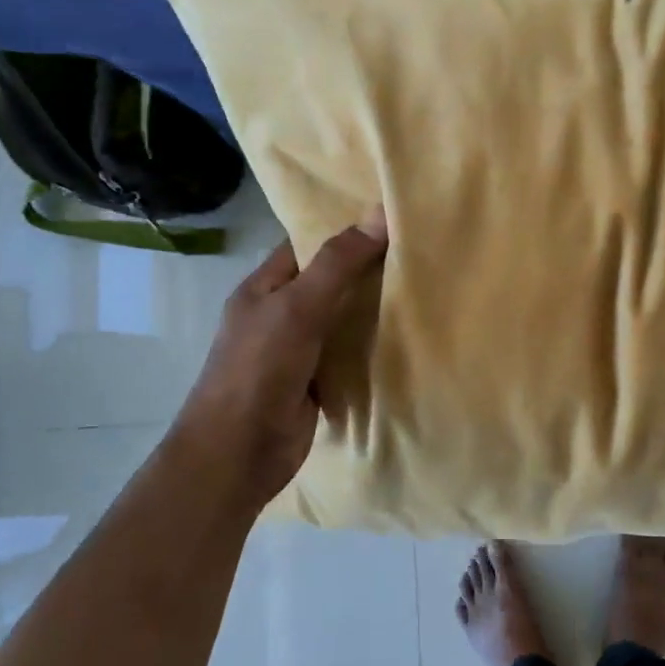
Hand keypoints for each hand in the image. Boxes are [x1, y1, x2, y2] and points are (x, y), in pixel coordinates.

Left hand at [169, 210, 389, 512]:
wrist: (239, 452)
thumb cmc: (260, 369)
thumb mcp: (298, 307)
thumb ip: (337, 264)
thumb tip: (379, 213)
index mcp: (264, 287)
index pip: (307, 246)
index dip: (343, 230)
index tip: (389, 218)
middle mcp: (280, 314)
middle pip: (329, 282)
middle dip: (367, 269)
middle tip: (418, 250)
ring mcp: (298, 351)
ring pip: (342, 319)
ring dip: (375, 309)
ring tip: (425, 285)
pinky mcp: (317, 382)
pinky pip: (349, 354)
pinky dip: (374, 346)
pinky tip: (409, 335)